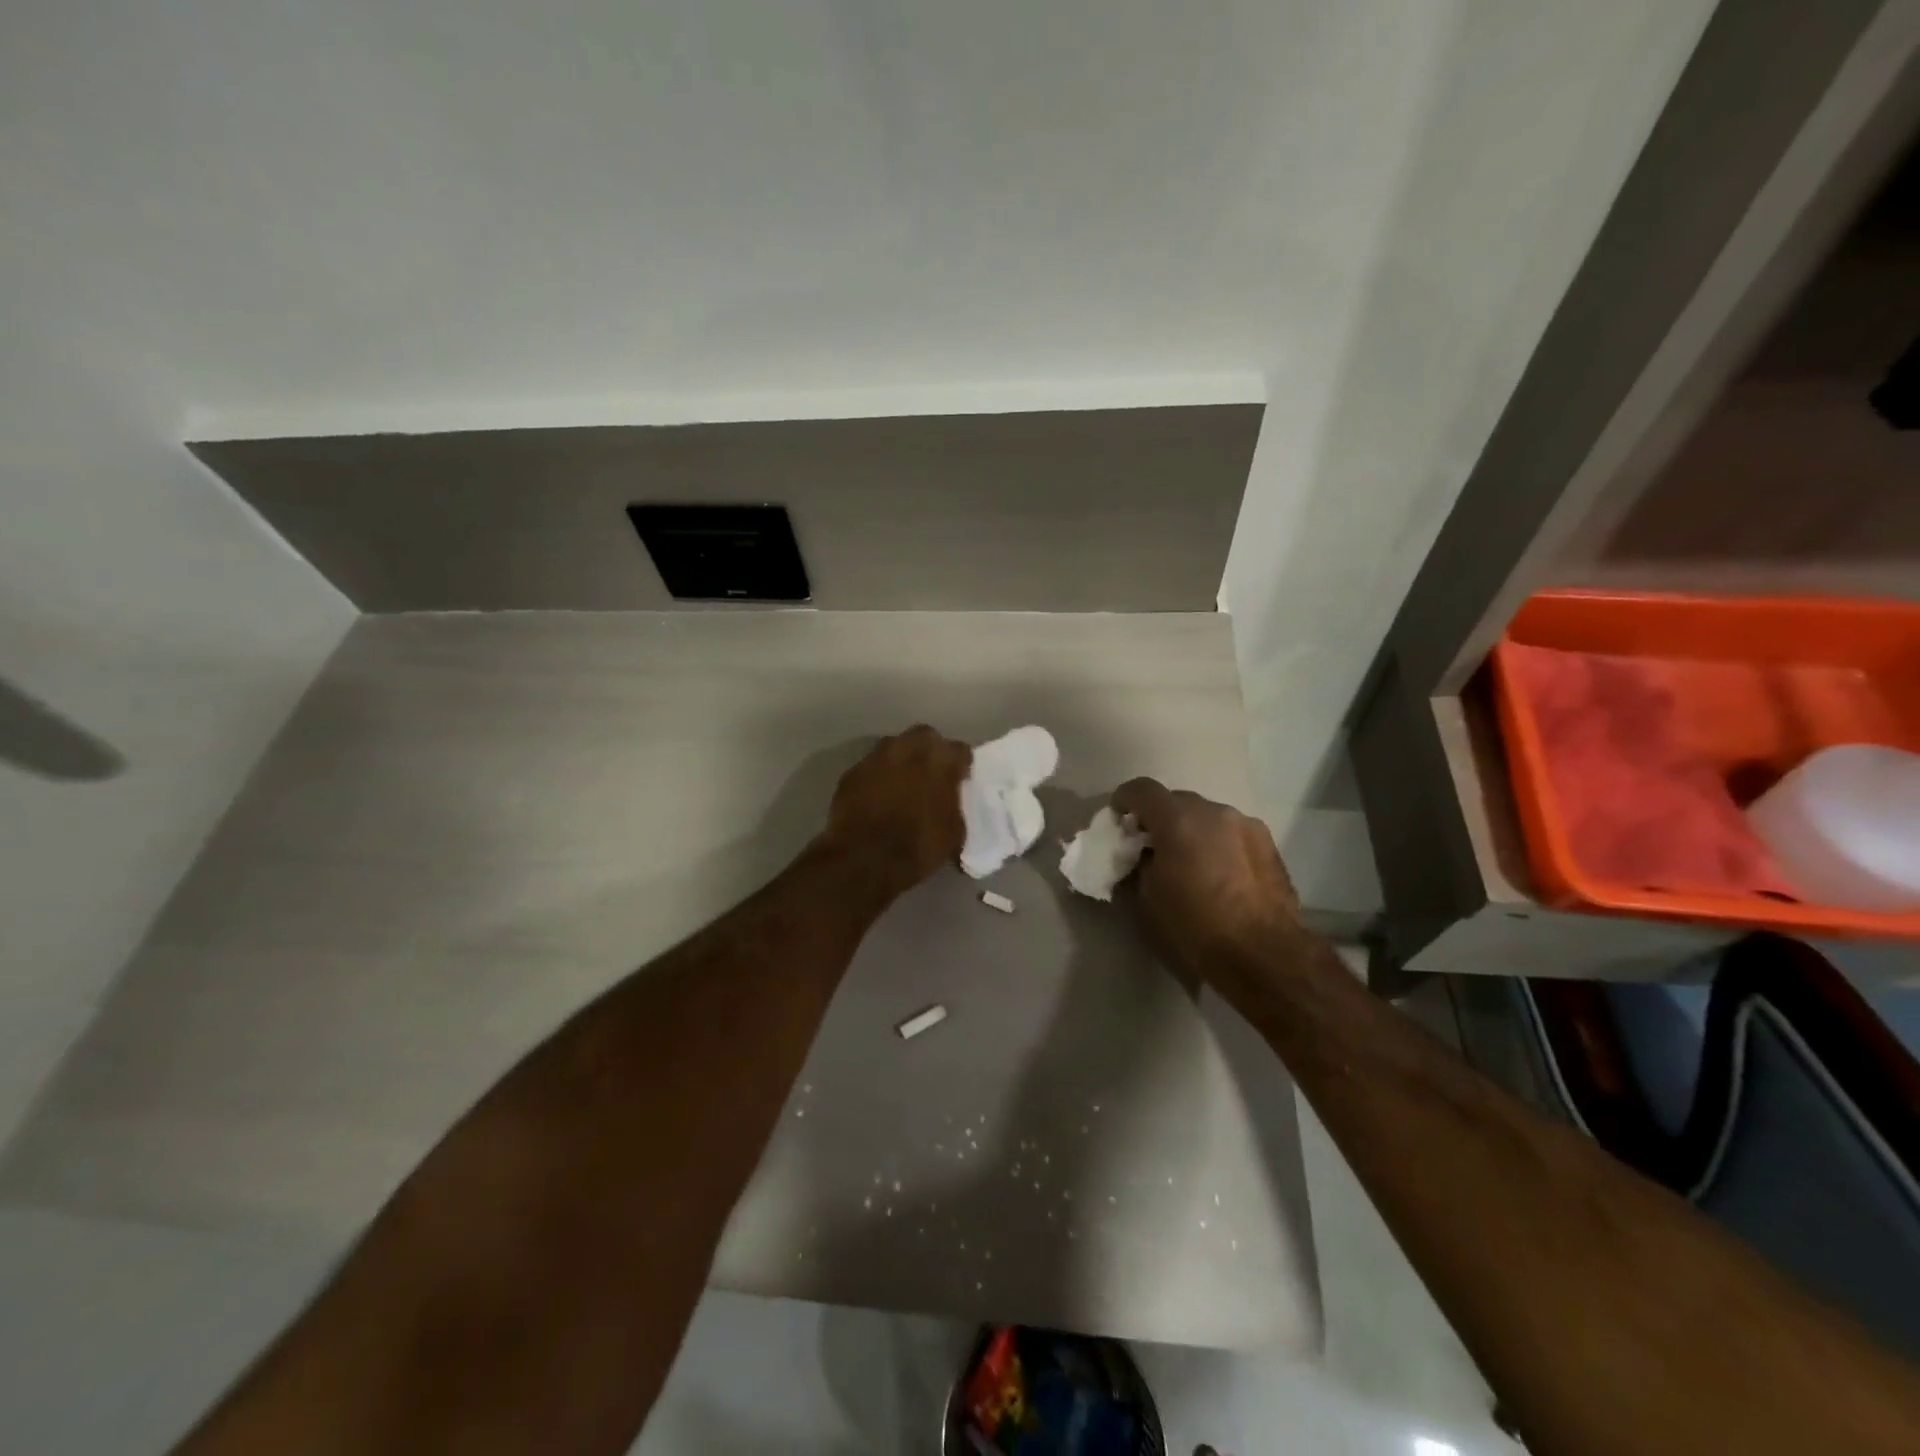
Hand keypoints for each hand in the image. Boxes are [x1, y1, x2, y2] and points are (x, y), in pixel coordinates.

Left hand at [821, 726, 971, 893]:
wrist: (865, 860)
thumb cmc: (919, 847)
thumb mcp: (954, 833)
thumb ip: (955, 807)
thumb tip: (950, 805)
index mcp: (941, 761)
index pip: (960, 750)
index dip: (961, 765)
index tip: (961, 778)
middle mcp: (908, 748)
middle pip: (925, 736)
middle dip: (930, 749)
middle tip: (932, 773)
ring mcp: (876, 757)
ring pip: (894, 746)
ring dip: (901, 759)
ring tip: (903, 782)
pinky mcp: (851, 772)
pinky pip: (871, 767)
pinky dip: (877, 776)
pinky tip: (877, 795)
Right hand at [1111, 778, 1300, 979]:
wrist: (1264, 955)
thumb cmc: (1195, 927)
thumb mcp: (1148, 898)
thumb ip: (1142, 863)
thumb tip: (1149, 855)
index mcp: (1178, 819)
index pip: (1142, 790)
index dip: (1124, 800)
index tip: (1118, 819)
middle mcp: (1214, 811)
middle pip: (1177, 801)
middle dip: (1160, 818)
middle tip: (1153, 846)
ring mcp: (1246, 825)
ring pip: (1208, 817)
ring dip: (1193, 831)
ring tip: (1190, 863)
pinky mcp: (1270, 844)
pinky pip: (1232, 834)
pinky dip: (1218, 844)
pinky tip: (1220, 874)